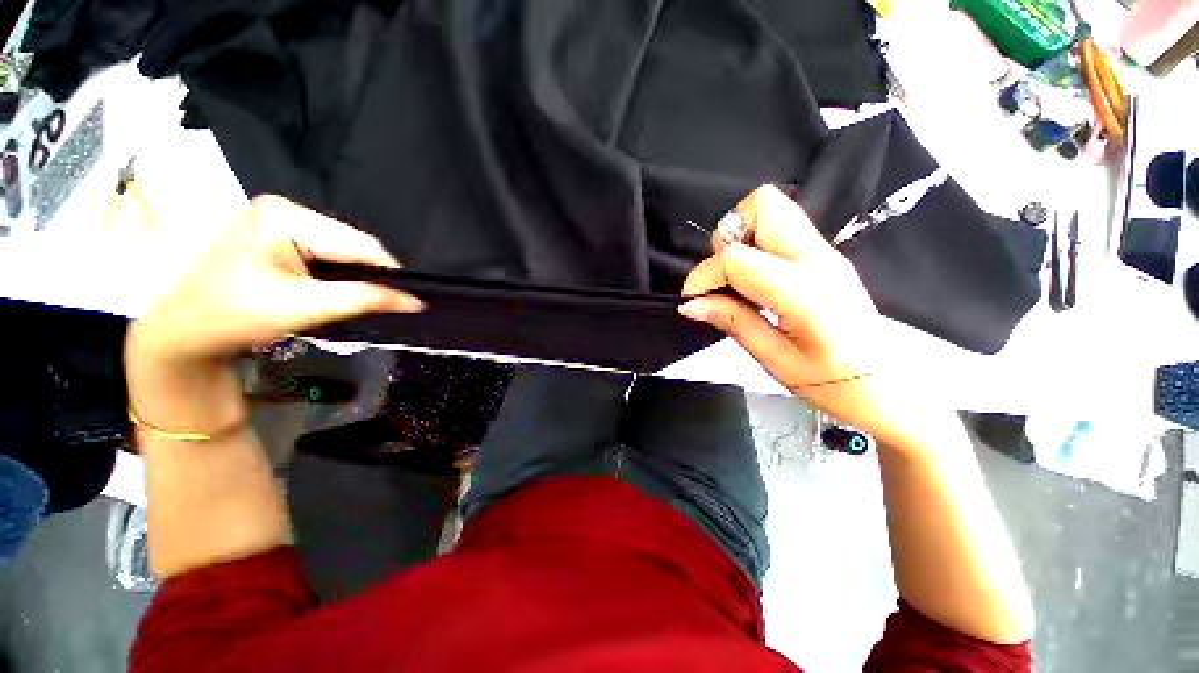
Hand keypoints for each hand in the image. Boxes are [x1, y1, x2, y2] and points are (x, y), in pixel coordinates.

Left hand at [125, 196, 421, 433]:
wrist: (185, 331)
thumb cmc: (237, 316)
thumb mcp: (307, 307)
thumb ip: (366, 299)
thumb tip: (416, 301)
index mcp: (285, 216)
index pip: (358, 242)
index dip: (388, 273)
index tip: (408, 300)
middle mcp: (283, 208)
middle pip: (351, 242)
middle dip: (368, 273)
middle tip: (378, 303)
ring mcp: (278, 218)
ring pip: (342, 247)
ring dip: (355, 274)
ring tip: (357, 298)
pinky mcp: (276, 232)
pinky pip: (326, 250)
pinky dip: (339, 271)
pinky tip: (334, 288)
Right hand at [679, 186, 906, 443]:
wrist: (888, 387)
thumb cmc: (834, 384)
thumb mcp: (775, 361)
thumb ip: (733, 323)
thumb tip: (691, 304)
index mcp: (806, 291)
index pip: (738, 258)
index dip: (705, 275)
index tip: (693, 300)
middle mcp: (819, 259)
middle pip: (764, 205)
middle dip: (728, 237)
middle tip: (722, 279)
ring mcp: (825, 253)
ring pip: (772, 209)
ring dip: (741, 238)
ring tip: (737, 281)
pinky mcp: (824, 257)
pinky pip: (780, 230)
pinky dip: (755, 246)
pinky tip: (754, 283)